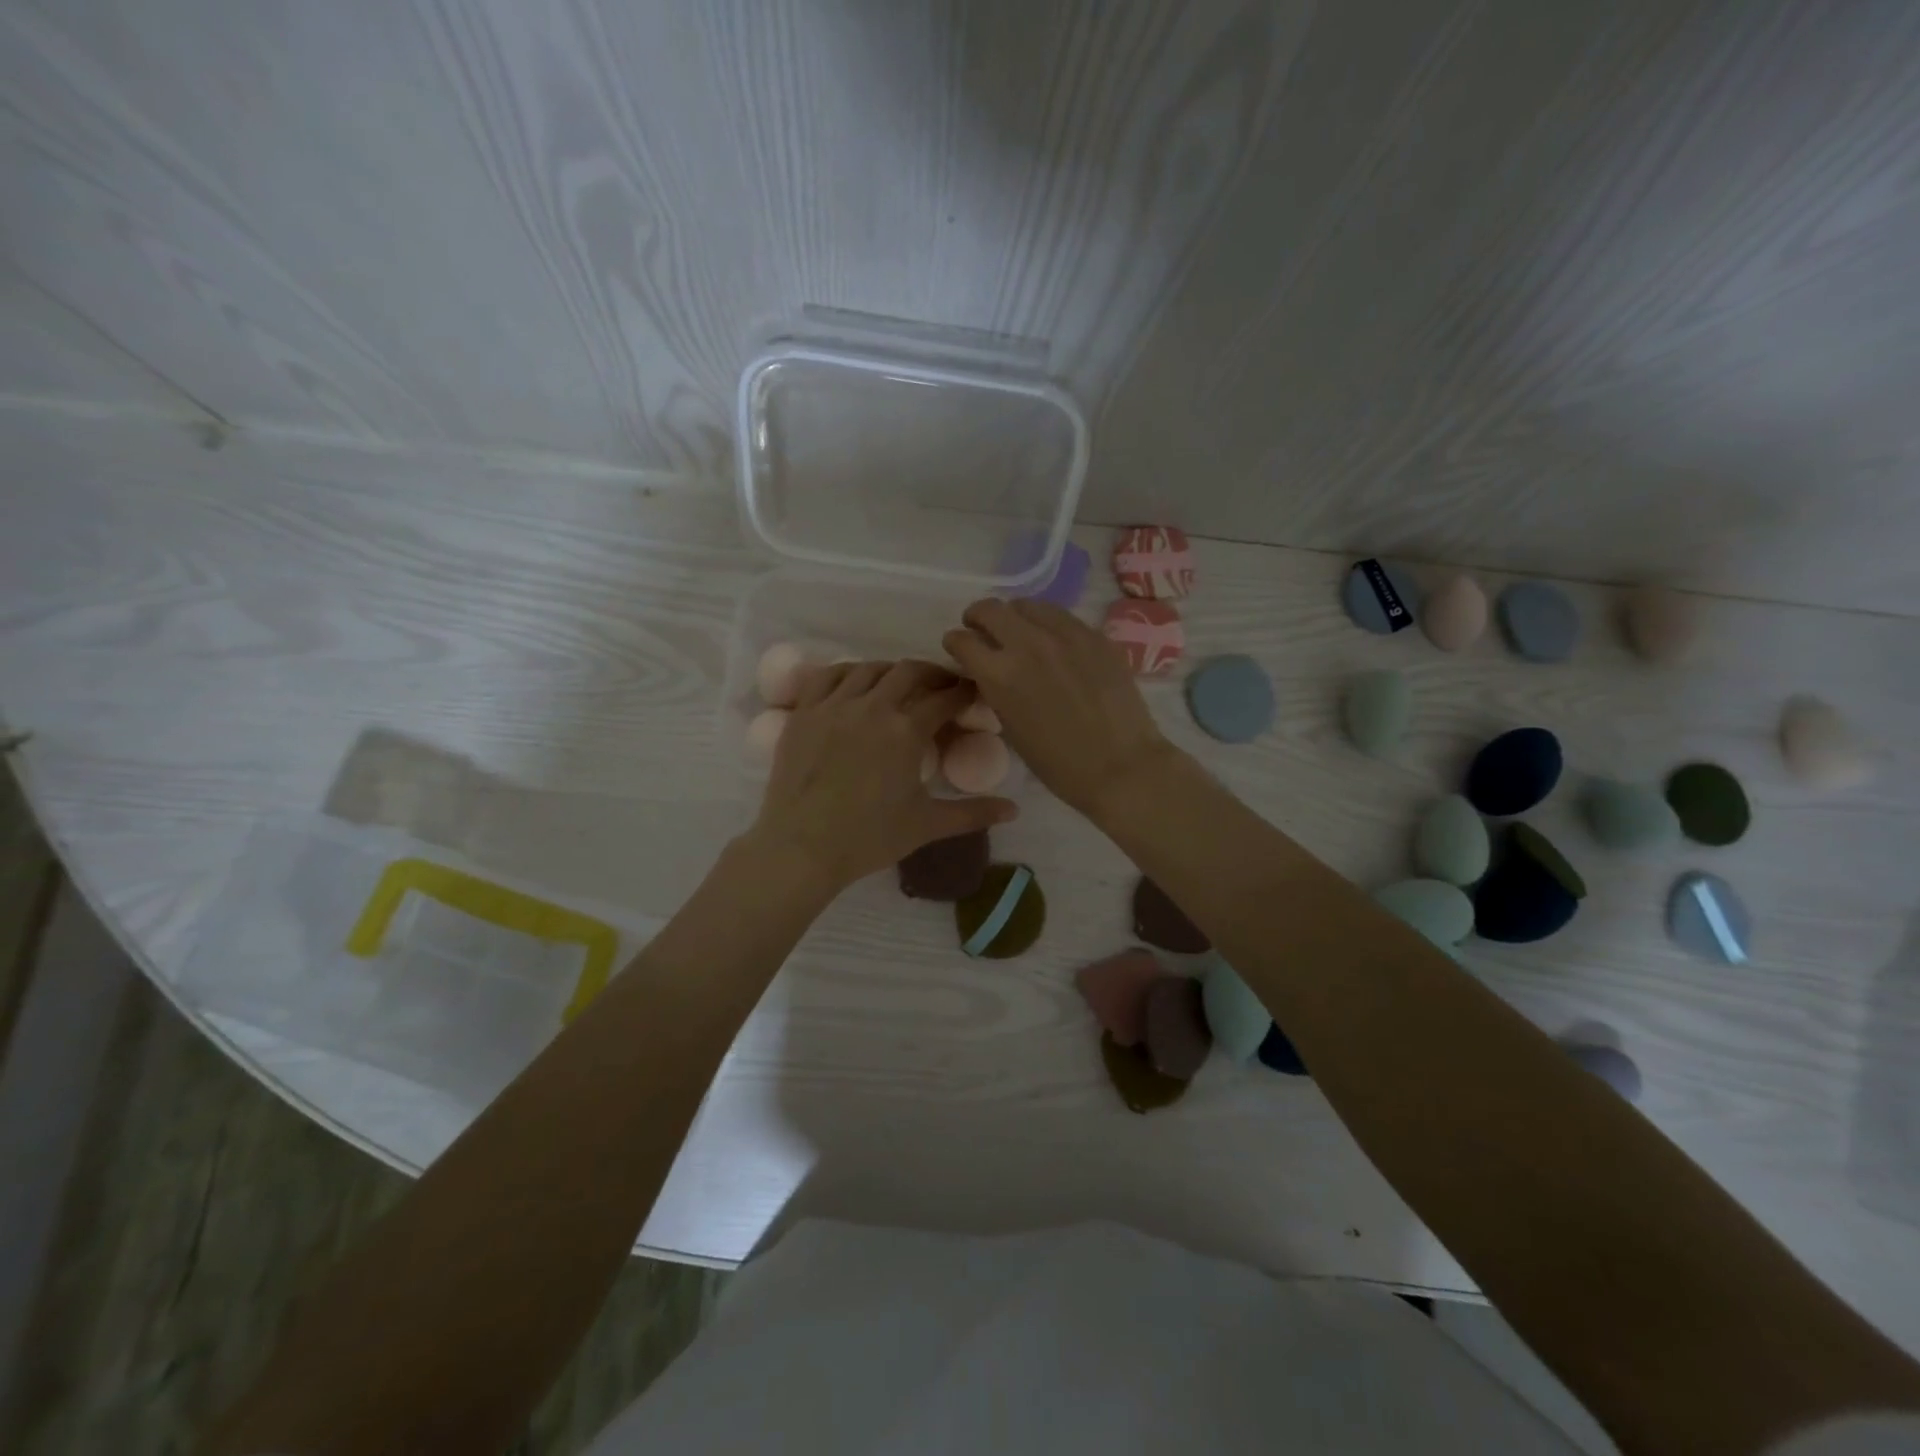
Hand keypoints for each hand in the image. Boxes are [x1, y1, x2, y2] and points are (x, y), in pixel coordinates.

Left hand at [748, 659, 1017, 890]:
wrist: (802, 847)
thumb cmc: (869, 838)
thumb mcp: (927, 825)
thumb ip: (973, 813)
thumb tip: (1015, 810)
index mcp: (906, 731)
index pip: (945, 698)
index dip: (964, 692)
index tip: (973, 694)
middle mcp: (872, 706)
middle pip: (910, 672)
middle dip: (933, 674)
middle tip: (942, 687)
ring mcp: (834, 705)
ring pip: (870, 669)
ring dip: (892, 672)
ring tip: (900, 685)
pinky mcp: (804, 712)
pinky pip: (828, 676)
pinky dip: (848, 672)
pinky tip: (856, 684)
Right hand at [944, 599, 1175, 820]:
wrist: (1120, 766)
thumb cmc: (1059, 763)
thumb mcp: (1011, 728)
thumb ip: (995, 691)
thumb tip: (989, 672)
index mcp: (1000, 675)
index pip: (963, 641)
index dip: (955, 643)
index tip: (958, 648)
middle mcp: (1028, 644)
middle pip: (990, 610)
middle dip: (978, 618)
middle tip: (981, 630)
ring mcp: (1065, 635)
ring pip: (1027, 605)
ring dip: (1014, 617)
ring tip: (1019, 632)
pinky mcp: (1094, 635)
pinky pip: (1061, 617)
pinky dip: (1047, 625)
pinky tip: (1054, 643)